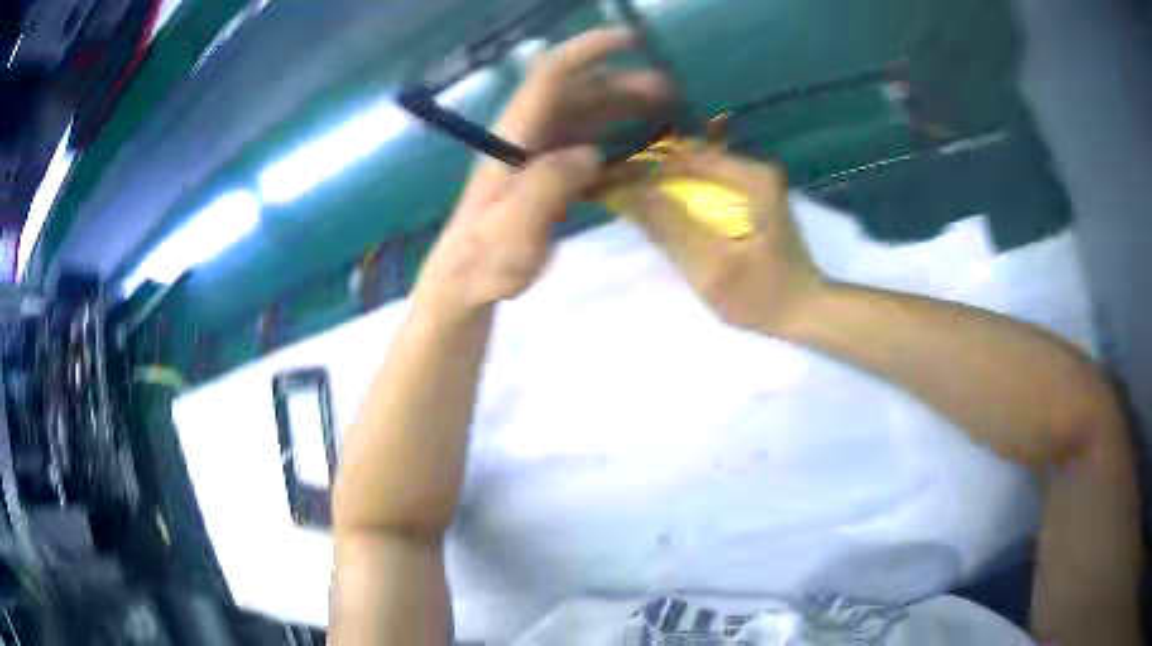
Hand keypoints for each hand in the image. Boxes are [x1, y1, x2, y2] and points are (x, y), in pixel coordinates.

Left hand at [415, 28, 672, 317]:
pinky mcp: (544, 173)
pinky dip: (614, 135)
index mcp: (513, 137)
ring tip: (664, 113)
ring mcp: (535, 153)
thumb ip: (547, 189)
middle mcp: (525, 134)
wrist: (464, 282)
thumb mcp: (512, 234)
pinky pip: (584, 141)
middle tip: (670, 93)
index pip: (550, 76)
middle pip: (576, 91)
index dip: (588, 50)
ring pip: (584, 113)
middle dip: (622, 82)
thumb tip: (590, 154)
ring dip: (623, 106)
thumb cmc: (484, 263)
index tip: (632, 40)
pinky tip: (639, 149)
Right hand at [621, 148, 826, 334]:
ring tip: (623, 189)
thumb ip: (670, 227)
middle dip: (646, 167)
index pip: (682, 155)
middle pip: (688, 156)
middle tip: (607, 182)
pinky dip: (678, 189)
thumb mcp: (713, 267)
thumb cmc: (764, 297)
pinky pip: (706, 183)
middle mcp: (754, 168)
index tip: (604, 175)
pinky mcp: (754, 198)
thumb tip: (624, 190)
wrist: (809, 312)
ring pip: (695, 168)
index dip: (640, 163)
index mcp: (751, 176)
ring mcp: (756, 182)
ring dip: (660, 177)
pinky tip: (656, 201)